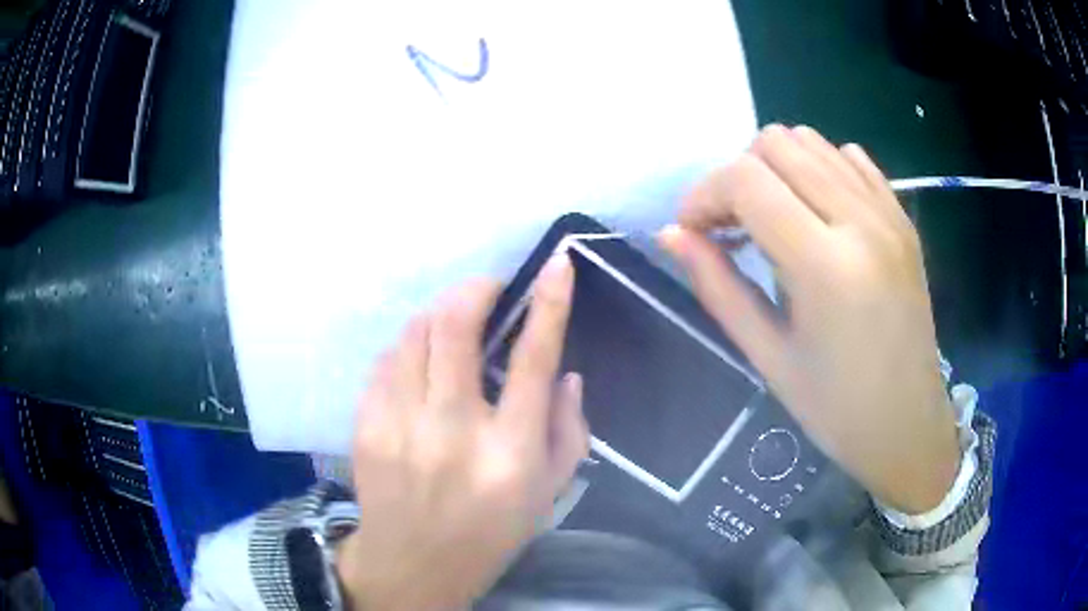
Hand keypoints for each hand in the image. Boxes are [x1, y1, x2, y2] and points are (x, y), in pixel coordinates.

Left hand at [335, 254, 588, 609]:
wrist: (413, 564)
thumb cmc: (491, 531)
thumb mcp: (550, 492)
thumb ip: (569, 430)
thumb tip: (565, 372)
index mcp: (509, 452)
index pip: (533, 359)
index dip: (549, 302)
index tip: (556, 263)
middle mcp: (452, 432)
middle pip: (454, 328)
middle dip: (475, 290)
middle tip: (488, 289)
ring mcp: (400, 426)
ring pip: (413, 335)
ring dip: (439, 316)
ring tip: (452, 327)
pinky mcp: (366, 427)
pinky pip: (385, 361)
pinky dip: (407, 348)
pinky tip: (418, 365)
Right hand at [660, 125, 958, 513]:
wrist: (909, 425)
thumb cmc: (835, 409)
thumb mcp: (768, 357)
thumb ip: (717, 287)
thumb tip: (672, 234)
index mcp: (825, 266)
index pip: (745, 180)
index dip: (704, 194)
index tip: (694, 231)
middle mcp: (861, 221)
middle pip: (776, 143)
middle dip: (737, 175)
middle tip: (731, 226)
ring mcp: (888, 213)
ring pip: (812, 141)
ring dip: (776, 168)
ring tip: (772, 218)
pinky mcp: (902, 218)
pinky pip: (850, 158)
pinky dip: (819, 169)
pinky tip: (815, 213)